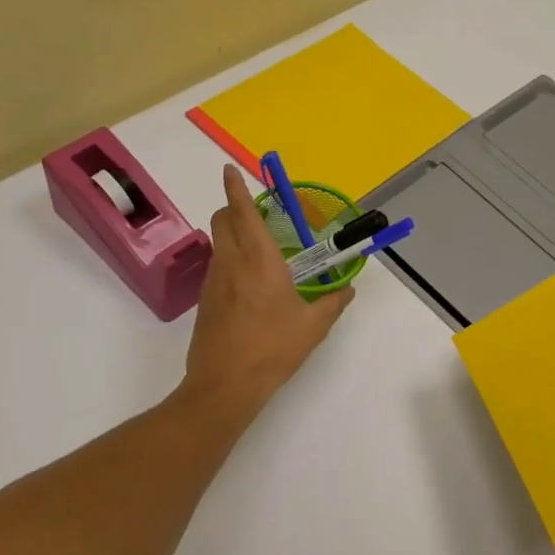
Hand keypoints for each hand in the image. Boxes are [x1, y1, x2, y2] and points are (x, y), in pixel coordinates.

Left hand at [181, 165, 354, 416]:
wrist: (225, 384)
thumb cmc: (273, 348)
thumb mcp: (314, 326)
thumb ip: (333, 302)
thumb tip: (348, 289)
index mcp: (259, 260)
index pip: (243, 212)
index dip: (236, 188)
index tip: (230, 169)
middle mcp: (231, 262)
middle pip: (222, 220)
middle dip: (233, 207)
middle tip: (255, 212)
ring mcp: (214, 281)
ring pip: (218, 243)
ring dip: (232, 235)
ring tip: (259, 252)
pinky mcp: (206, 300)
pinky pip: (218, 266)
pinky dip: (230, 260)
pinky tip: (250, 286)